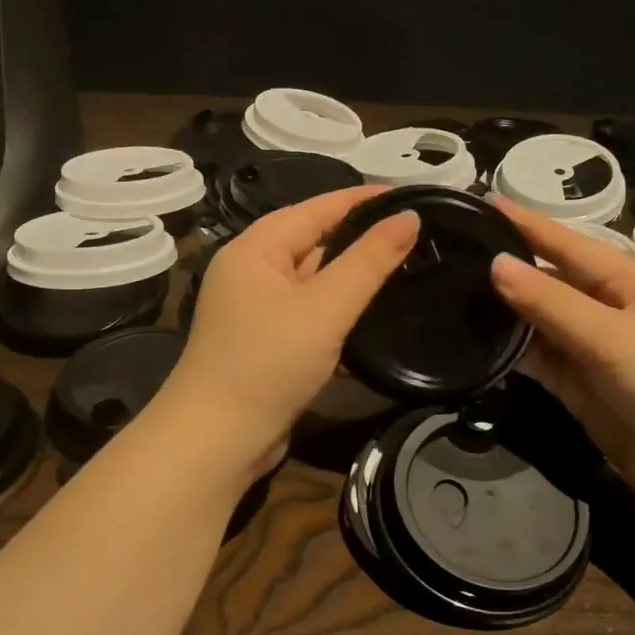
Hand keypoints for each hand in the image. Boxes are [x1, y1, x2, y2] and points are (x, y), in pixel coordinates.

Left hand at [159, 188, 420, 473]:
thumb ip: (368, 262)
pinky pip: (309, 312)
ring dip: (352, 275)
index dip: (362, 199)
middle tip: (415, 233)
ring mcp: (257, 310)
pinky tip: (372, 312)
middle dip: (360, 237)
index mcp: (255, 249)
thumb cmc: (267, 363)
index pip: (316, 208)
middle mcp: (251, 272)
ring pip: (313, 280)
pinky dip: (338, 309)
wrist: (218, 439)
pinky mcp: (267, 343)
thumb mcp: (325, 308)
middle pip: (313, 241)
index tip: (409, 195)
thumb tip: (408, 217)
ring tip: (405, 266)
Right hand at [486, 198, 634, 508]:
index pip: (568, 244)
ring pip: (539, 322)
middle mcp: (608, 310)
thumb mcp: (611, 337)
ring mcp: (592, 351)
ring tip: (454, 294)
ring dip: (505, 312)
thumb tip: (496, 264)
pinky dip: (512, 352)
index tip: (483, 203)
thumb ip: (550, 303)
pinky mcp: (579, 387)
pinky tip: (478, 342)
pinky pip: (539, 360)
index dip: (527, 225)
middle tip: (456, 253)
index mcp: (628, 284)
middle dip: (509, 269)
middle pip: (550, 282)